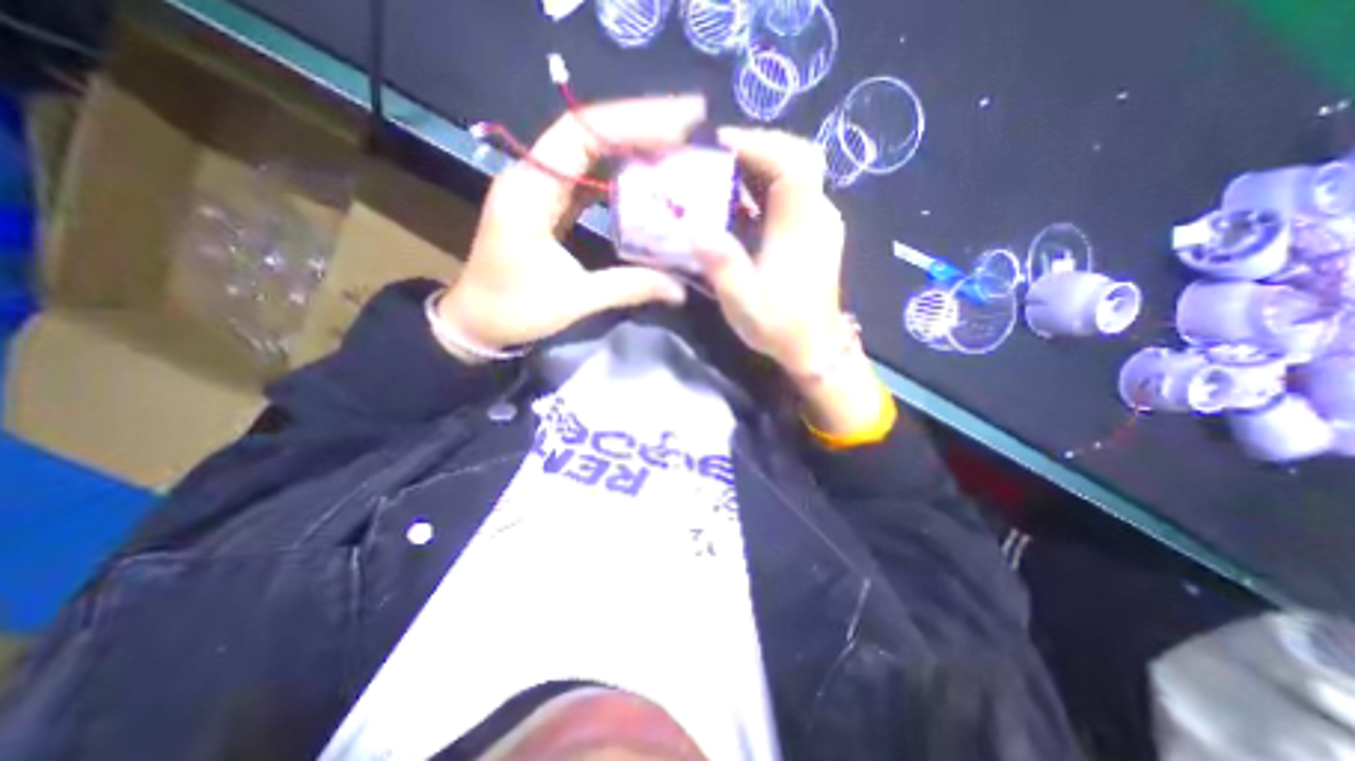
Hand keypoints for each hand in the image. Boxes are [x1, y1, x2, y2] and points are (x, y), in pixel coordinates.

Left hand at [437, 95, 708, 363]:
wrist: (476, 322)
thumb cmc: (514, 311)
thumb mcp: (574, 300)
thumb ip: (628, 288)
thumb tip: (680, 289)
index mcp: (530, 191)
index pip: (581, 134)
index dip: (632, 122)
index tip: (681, 124)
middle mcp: (533, 177)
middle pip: (588, 132)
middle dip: (641, 124)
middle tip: (691, 125)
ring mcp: (541, 189)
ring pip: (590, 151)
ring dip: (633, 144)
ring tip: (678, 145)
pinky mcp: (550, 204)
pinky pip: (589, 176)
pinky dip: (621, 172)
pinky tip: (648, 176)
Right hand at [699, 125, 891, 437]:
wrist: (815, 346)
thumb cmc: (780, 326)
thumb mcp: (743, 303)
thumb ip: (723, 266)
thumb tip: (695, 228)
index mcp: (802, 228)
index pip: (792, 164)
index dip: (758, 145)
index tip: (721, 144)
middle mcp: (819, 215)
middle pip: (798, 158)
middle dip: (757, 149)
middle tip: (718, 156)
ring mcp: (821, 222)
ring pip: (797, 173)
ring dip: (760, 167)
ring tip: (722, 175)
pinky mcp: (816, 231)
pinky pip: (794, 194)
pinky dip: (767, 188)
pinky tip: (740, 203)